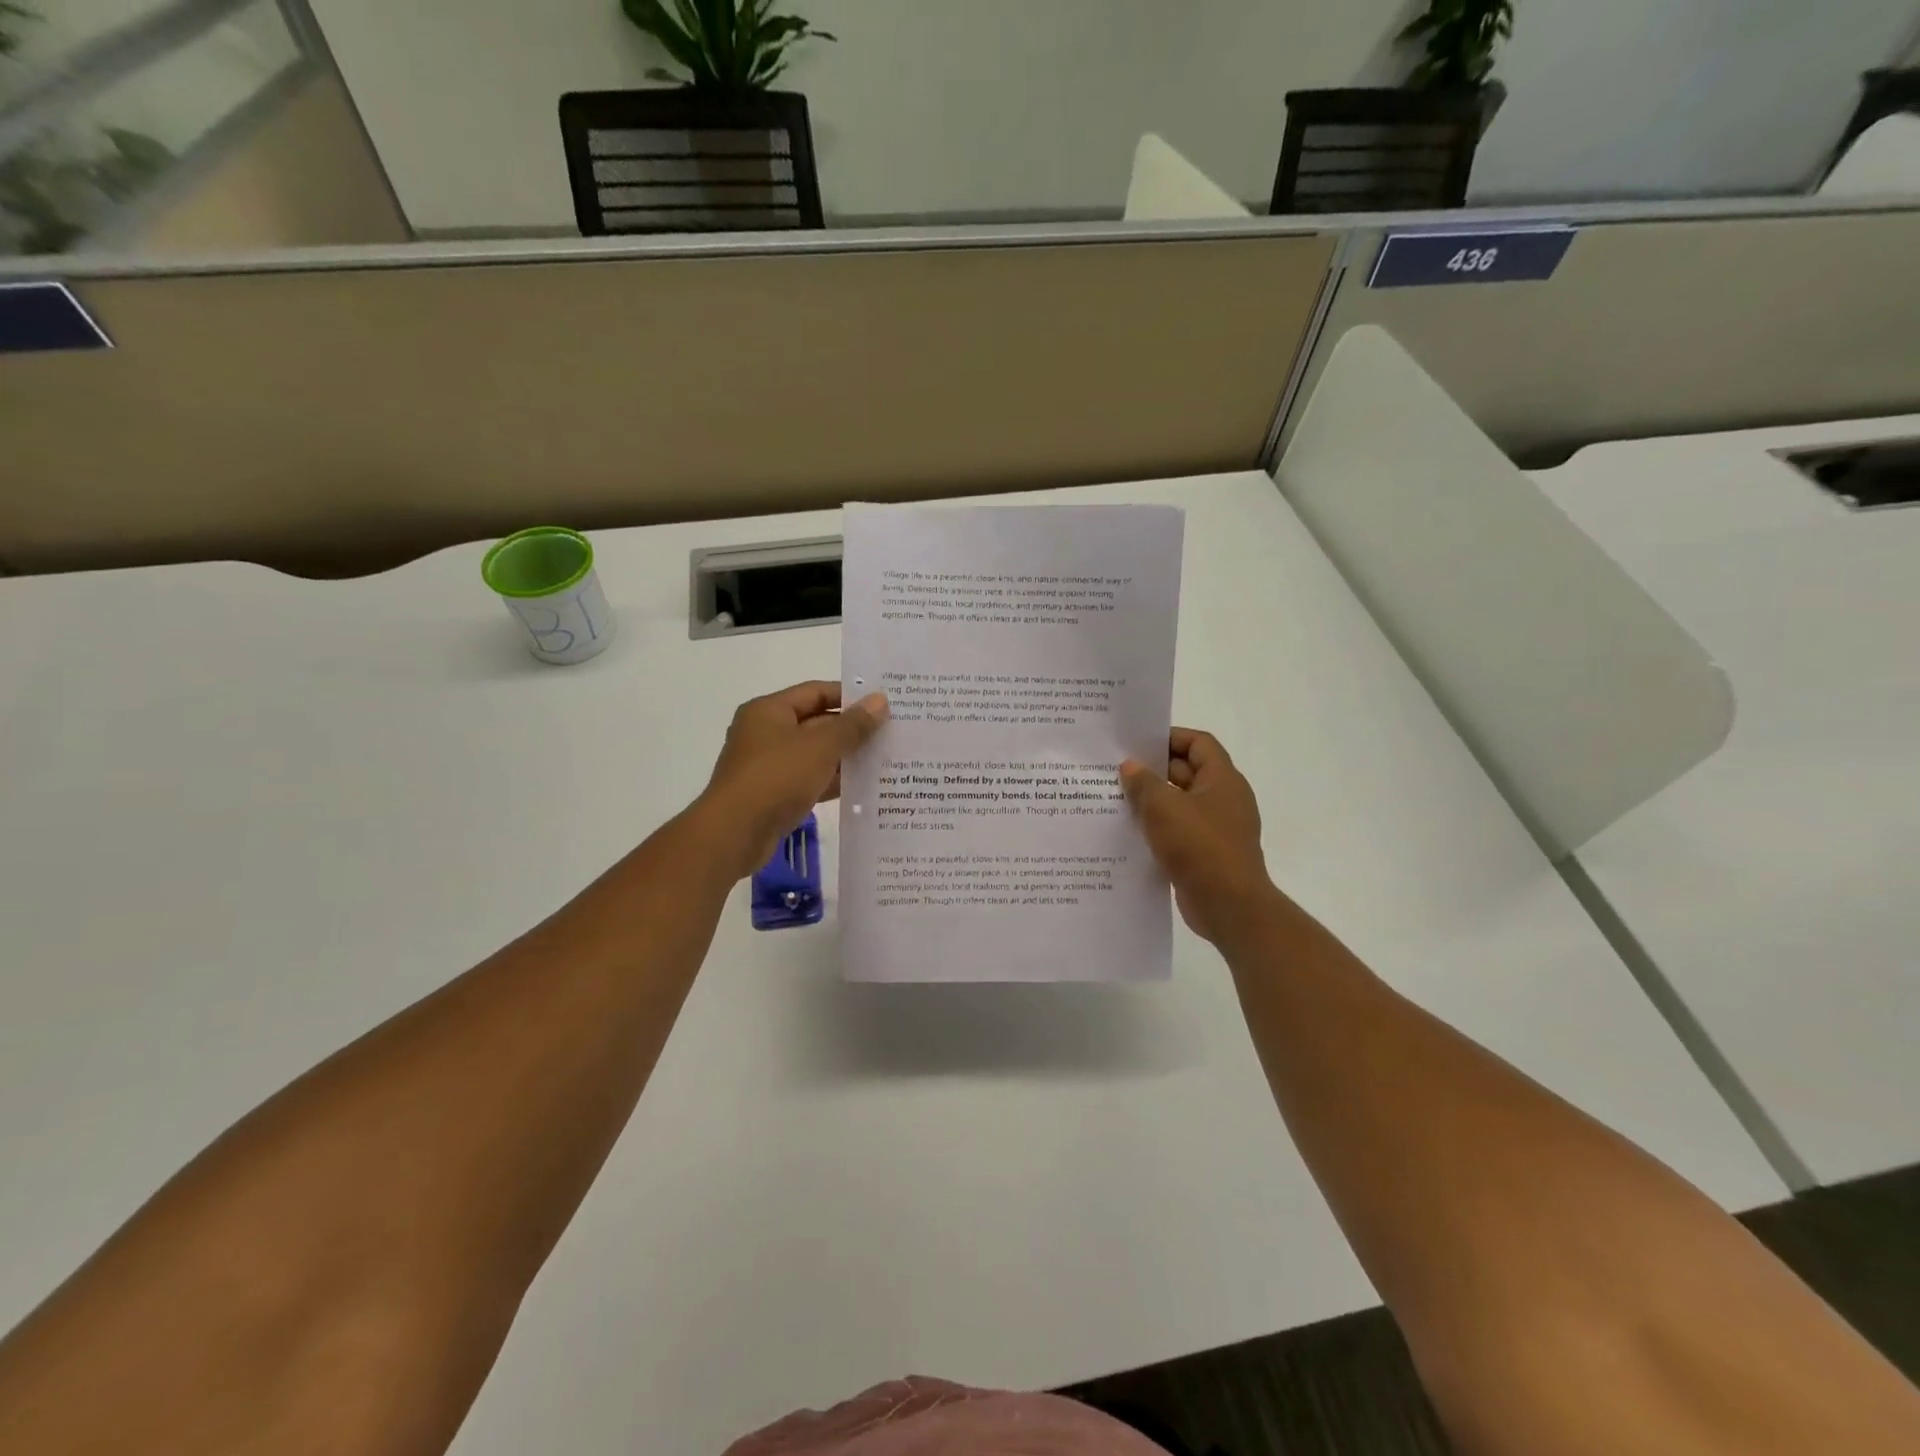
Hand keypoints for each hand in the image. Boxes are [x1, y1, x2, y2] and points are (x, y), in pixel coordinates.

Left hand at [697, 681, 888, 878]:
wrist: (735, 833)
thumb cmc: (776, 777)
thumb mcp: (821, 747)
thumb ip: (853, 725)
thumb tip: (880, 700)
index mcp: (769, 711)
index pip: (816, 692)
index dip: (849, 697)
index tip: (882, 705)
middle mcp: (766, 733)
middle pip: (817, 722)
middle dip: (852, 730)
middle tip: (891, 733)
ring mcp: (769, 765)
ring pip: (815, 754)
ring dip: (846, 758)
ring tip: (885, 760)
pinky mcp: (774, 794)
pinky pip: (810, 780)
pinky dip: (833, 782)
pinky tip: (864, 787)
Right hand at [1121, 729, 1279, 945]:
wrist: (1228, 906)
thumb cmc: (1199, 846)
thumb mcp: (1164, 807)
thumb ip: (1144, 783)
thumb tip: (1130, 767)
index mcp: (1222, 780)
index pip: (1198, 743)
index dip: (1170, 737)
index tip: (1138, 743)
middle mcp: (1224, 800)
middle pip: (1187, 772)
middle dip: (1154, 770)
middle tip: (1116, 771)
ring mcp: (1217, 829)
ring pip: (1180, 804)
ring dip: (1152, 802)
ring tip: (1116, 800)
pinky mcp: (1206, 854)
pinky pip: (1179, 831)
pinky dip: (1157, 829)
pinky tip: (1129, 833)